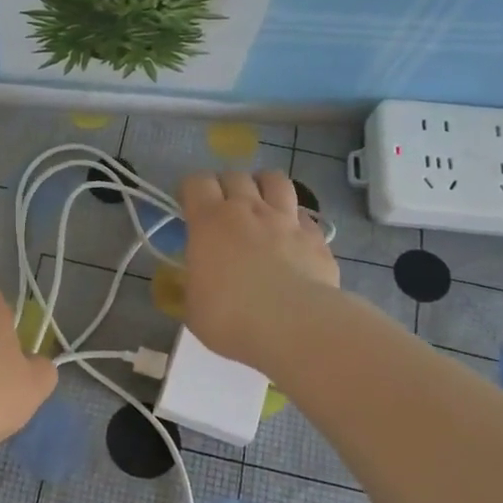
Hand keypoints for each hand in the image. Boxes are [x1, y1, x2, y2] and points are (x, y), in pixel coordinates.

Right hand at [179, 170, 338, 374]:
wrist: (294, 326)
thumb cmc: (230, 317)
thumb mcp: (193, 306)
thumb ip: (194, 282)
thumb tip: (198, 278)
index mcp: (210, 222)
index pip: (196, 182)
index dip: (189, 190)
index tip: (186, 205)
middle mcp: (248, 210)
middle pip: (235, 175)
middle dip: (224, 186)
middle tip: (221, 207)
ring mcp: (286, 220)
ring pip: (275, 180)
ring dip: (263, 186)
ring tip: (259, 204)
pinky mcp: (316, 237)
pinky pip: (304, 214)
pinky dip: (294, 219)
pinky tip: (290, 235)